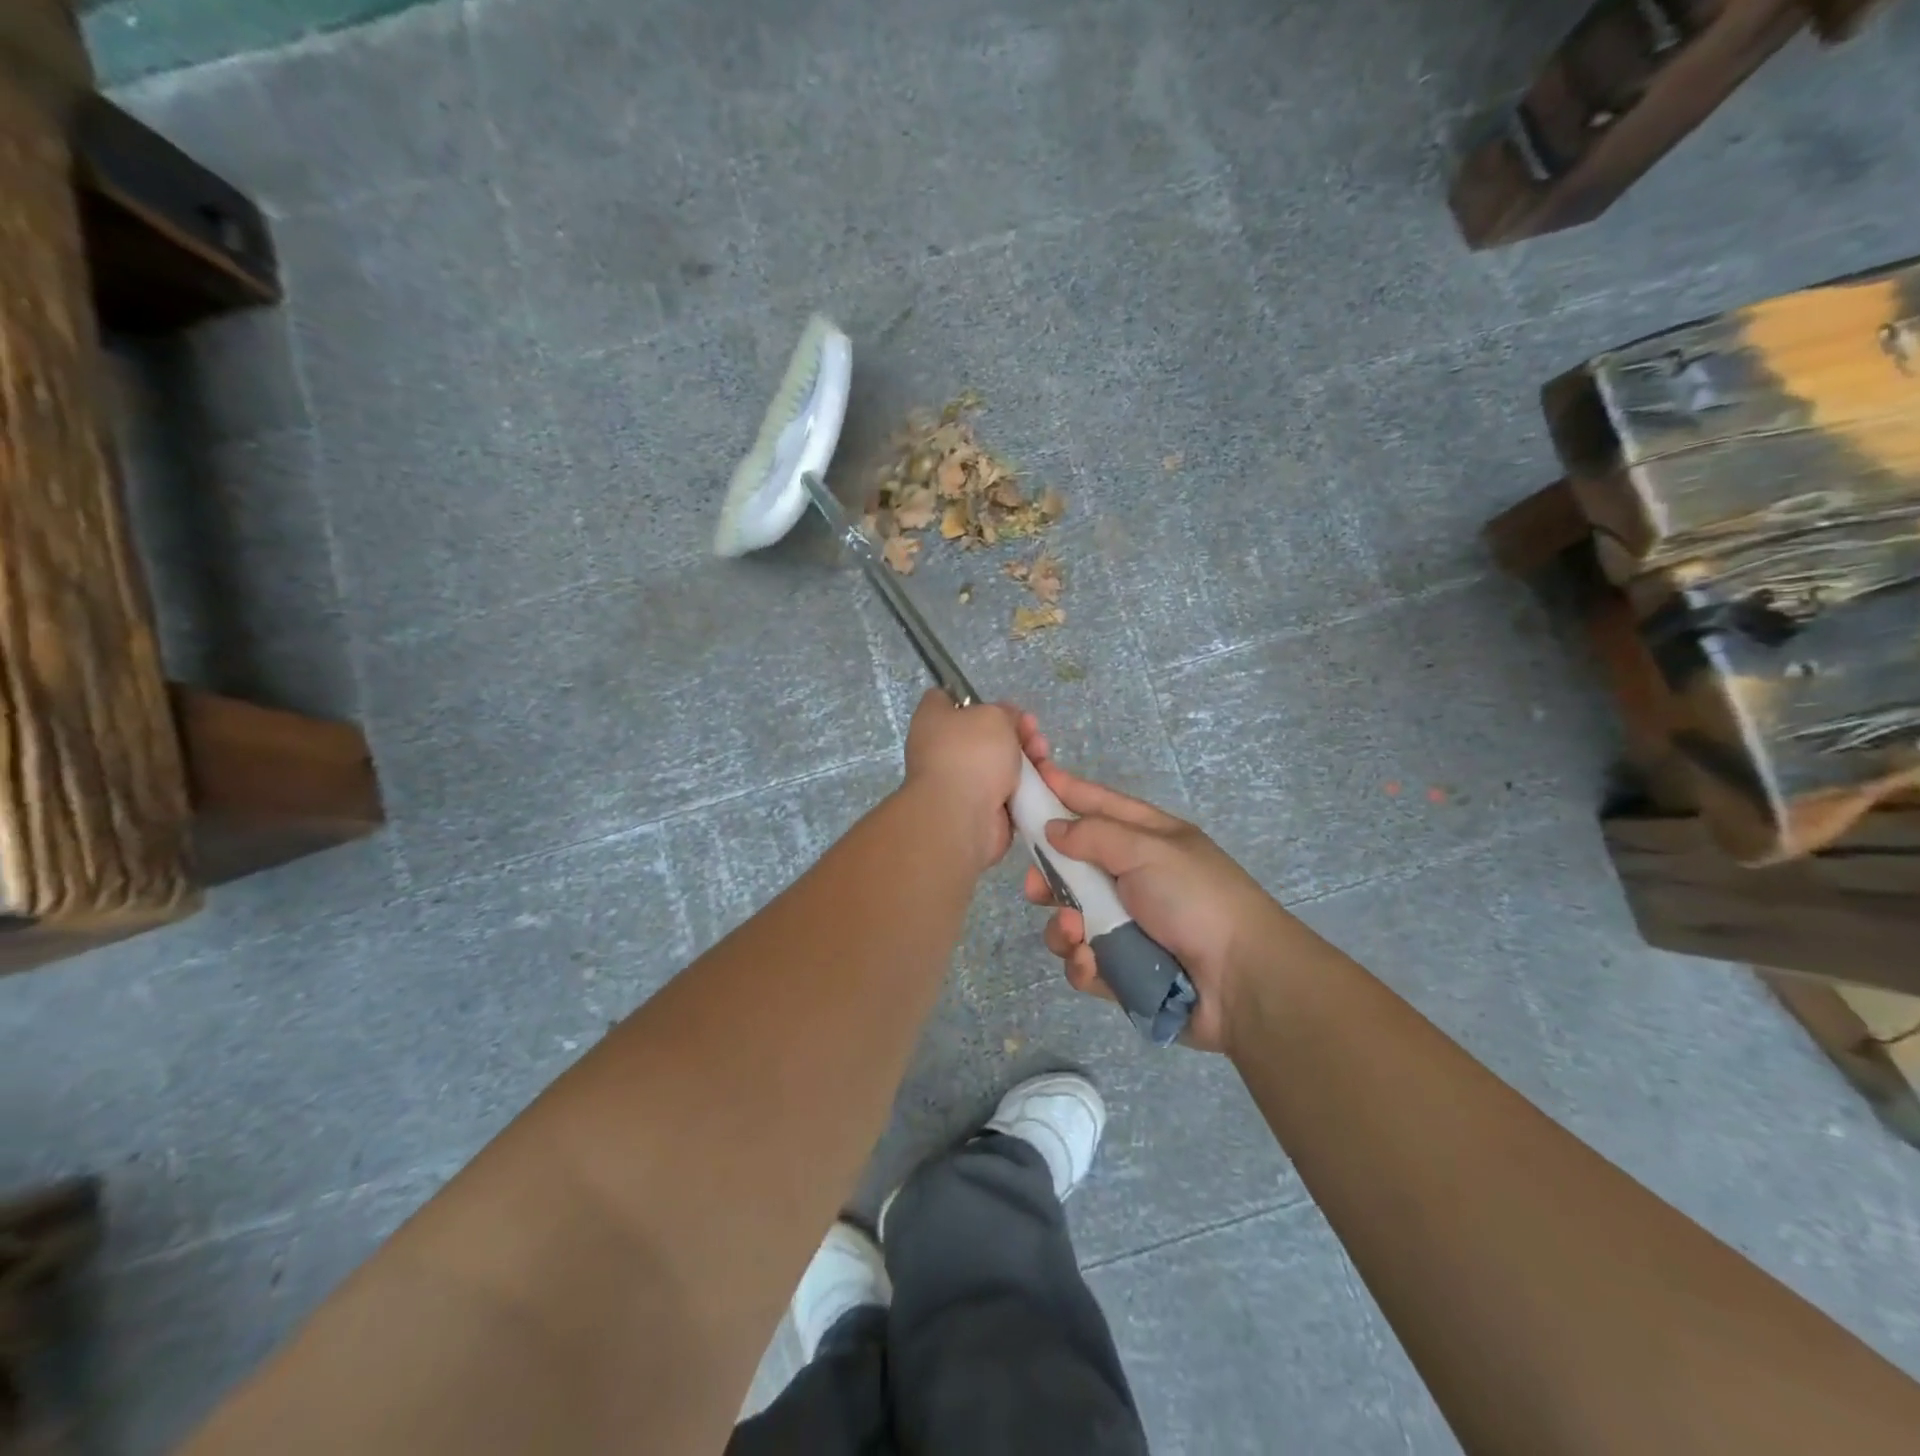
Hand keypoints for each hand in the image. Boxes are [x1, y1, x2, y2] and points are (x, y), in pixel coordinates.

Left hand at [902, 690, 1027, 871]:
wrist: (962, 817)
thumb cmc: (971, 754)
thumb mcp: (993, 716)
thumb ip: (1003, 712)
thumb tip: (1005, 720)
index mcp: (933, 721)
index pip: (945, 698)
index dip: (973, 697)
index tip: (999, 704)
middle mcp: (941, 749)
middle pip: (982, 733)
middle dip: (1013, 730)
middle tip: (1033, 731)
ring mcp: (960, 781)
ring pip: (997, 762)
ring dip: (1023, 757)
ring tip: (1042, 754)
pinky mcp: (978, 807)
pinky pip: (1004, 790)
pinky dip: (1022, 786)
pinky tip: (1040, 779)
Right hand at [1017, 722, 1290, 1053]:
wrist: (1243, 982)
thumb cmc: (1196, 900)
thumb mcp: (1148, 850)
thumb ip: (1094, 834)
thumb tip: (1053, 828)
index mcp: (1147, 839)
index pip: (1097, 804)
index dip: (1063, 791)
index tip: (1027, 778)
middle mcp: (1134, 878)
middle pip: (1073, 867)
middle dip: (1049, 876)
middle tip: (1036, 886)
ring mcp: (1127, 927)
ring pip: (1070, 918)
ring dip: (1064, 926)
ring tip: (1075, 932)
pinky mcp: (1122, 970)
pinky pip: (1084, 961)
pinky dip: (1083, 962)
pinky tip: (1092, 964)